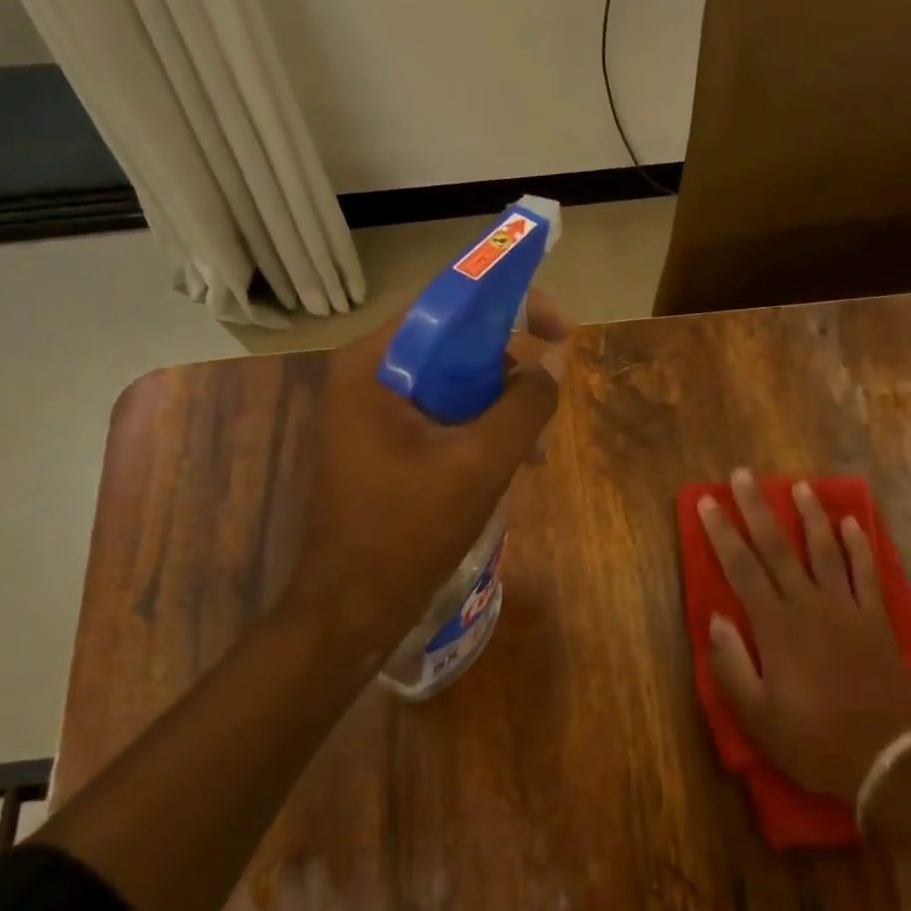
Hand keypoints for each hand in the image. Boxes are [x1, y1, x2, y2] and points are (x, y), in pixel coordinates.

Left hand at [281, 289, 573, 661]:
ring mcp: (372, 410)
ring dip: (500, 405)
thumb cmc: (407, 530)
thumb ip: (525, 405)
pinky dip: (479, 429)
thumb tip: (554, 364)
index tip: (560, 330)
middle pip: (453, 342)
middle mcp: (367, 374)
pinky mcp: (383, 442)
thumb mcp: (480, 463)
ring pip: (453, 381)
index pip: (449, 302)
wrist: (350, 608)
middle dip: (509, 369)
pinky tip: (511, 464)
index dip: (511, 304)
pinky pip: (442, 414)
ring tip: (535, 450)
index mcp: (374, 364)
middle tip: (549, 401)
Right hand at [697, 470, 910, 803]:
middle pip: (778, 546)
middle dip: (757, 508)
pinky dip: (860, 545)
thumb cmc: (812, 740)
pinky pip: (867, 572)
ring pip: (825, 549)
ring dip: (810, 515)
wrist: (884, 758)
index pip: (741, 567)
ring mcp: (846, 608)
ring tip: (799, 486)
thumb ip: (731, 665)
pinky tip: (852, 523)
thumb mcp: (757, 717)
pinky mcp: (876, 618)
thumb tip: (716, 618)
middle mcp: (809, 604)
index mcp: (776, 626)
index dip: (722, 532)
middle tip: (744, 475)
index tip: (708, 502)